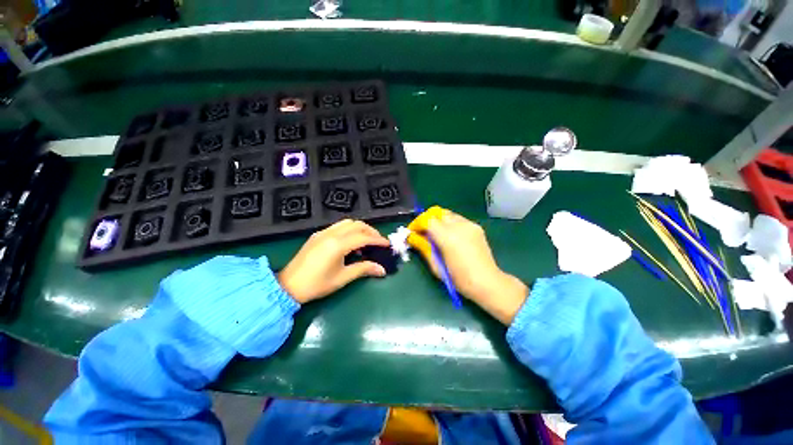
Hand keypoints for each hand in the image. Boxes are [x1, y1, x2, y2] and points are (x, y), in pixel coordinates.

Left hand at [278, 220, 389, 303]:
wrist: (288, 286)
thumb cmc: (317, 284)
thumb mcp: (342, 278)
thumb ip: (363, 269)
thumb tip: (382, 269)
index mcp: (337, 245)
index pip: (363, 237)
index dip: (378, 240)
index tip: (387, 244)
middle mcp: (331, 234)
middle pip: (357, 225)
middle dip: (371, 231)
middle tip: (379, 241)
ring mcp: (323, 232)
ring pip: (347, 222)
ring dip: (360, 228)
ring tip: (367, 239)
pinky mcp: (317, 235)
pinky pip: (338, 226)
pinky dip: (349, 229)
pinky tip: (351, 241)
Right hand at [408, 210, 528, 323]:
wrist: (487, 282)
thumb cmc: (459, 279)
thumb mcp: (436, 265)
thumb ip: (423, 247)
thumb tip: (411, 236)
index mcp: (447, 236)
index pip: (427, 219)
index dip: (416, 223)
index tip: (412, 232)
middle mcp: (459, 225)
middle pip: (437, 212)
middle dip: (427, 220)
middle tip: (423, 232)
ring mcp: (469, 224)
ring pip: (448, 214)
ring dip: (438, 221)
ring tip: (436, 234)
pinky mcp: (476, 227)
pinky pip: (458, 219)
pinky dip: (449, 224)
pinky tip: (451, 237)